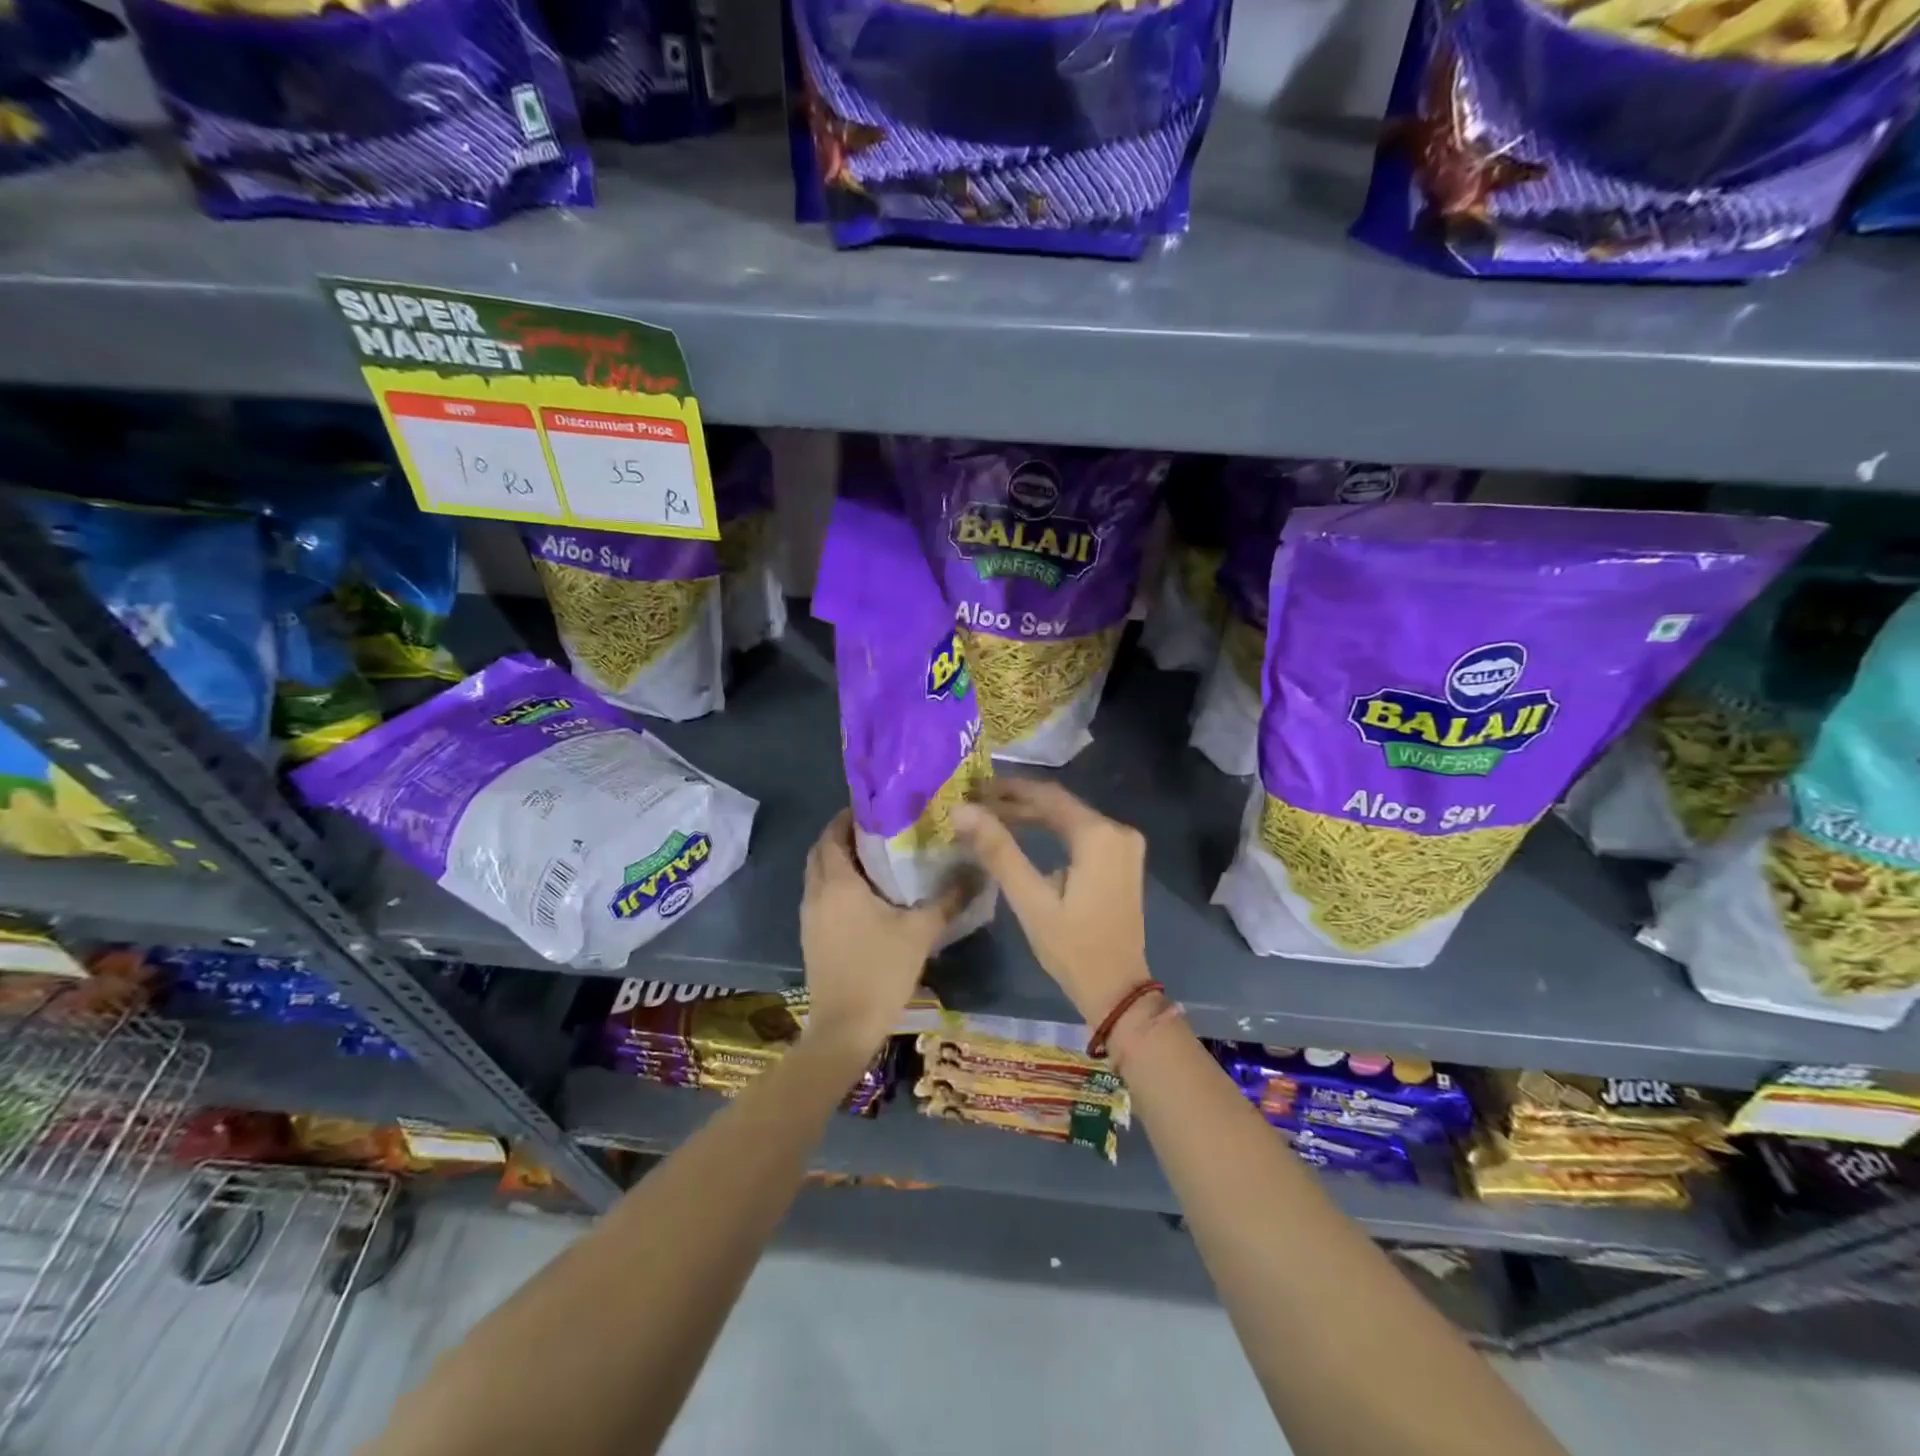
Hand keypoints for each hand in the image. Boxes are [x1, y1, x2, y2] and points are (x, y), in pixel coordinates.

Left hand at [799, 809, 973, 1054]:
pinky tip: (868, 895)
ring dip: (839, 860)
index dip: (849, 816)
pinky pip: (821, 895)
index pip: (832, 833)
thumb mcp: (920, 932)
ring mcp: (810, 916)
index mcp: (838, 882)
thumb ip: (948, 898)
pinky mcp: (812, 936)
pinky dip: (837, 883)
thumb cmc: (880, 971)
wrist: (844, 1028)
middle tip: (880, 831)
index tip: (877, 809)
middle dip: (844, 835)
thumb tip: (977, 871)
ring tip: (878, 858)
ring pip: (819, 874)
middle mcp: (817, 892)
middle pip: (822, 851)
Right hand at [952, 780, 1149, 1023]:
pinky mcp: (1122, 860)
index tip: (974, 786)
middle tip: (977, 802)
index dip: (1008, 788)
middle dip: (1017, 801)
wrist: (1117, 990)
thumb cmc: (1072, 947)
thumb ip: (998, 851)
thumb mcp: (1030, 899)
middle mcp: (1117, 830)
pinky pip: (1082, 833)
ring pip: (1069, 817)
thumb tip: (962, 811)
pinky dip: (1051, 830)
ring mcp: (1124, 846)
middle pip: (1059, 804)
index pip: (1047, 795)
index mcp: (1098, 834)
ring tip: (991, 815)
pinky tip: (1024, 833)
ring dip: (1032, 815)